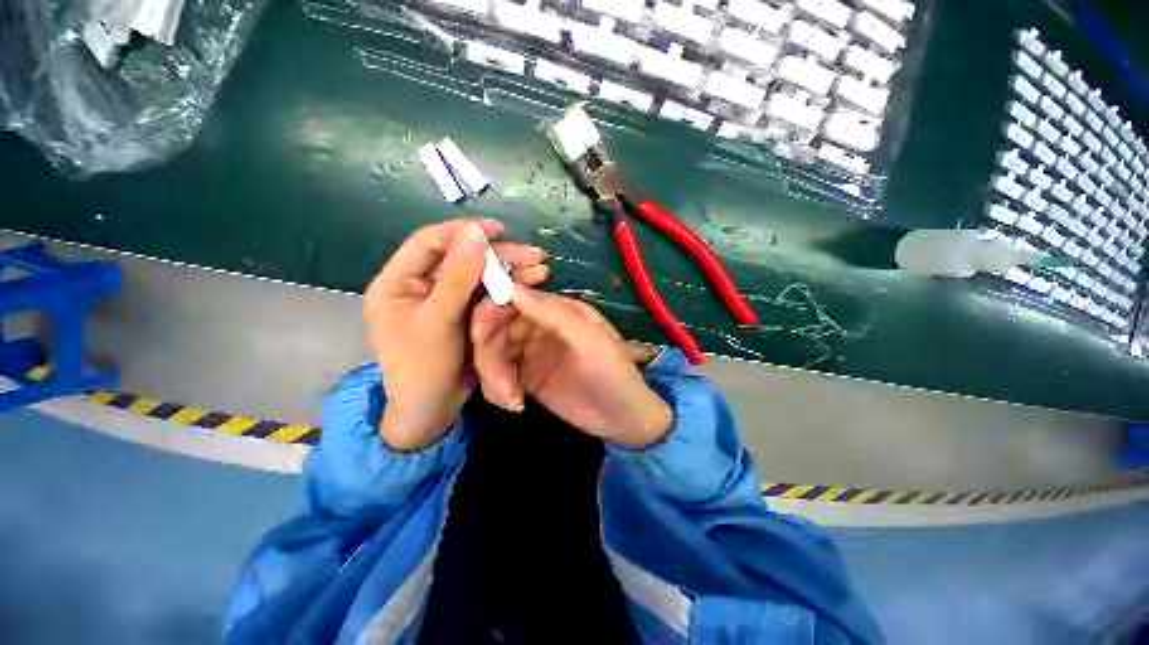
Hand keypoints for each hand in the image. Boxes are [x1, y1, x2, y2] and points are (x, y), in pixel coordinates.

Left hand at [364, 220, 547, 450]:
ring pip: (479, 277)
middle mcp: (422, 286)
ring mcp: (446, 301)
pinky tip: (531, 286)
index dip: (463, 232)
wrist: (432, 412)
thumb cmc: (423, 368)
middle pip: (462, 259)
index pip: (430, 243)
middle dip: (499, 256)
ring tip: (542, 270)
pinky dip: (508, 290)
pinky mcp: (465, 315)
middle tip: (535, 255)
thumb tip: (474, 232)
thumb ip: (457, 277)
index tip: (498, 230)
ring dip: (510, 272)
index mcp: (399, 282)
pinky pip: (487, 296)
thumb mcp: (438, 321)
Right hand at [471, 286, 671, 449]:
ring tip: (510, 400)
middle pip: (496, 328)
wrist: (623, 418)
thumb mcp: (589, 340)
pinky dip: (498, 388)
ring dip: (493, 375)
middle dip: (488, 353)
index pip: (513, 299)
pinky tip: (514, 404)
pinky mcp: (527, 377)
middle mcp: (538, 326)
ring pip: (494, 353)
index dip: (491, 311)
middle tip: (497, 381)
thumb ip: (552, 313)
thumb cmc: (612, 372)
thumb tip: (509, 287)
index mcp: (555, 309)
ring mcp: (531, 352)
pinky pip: (500, 375)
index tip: (479, 334)